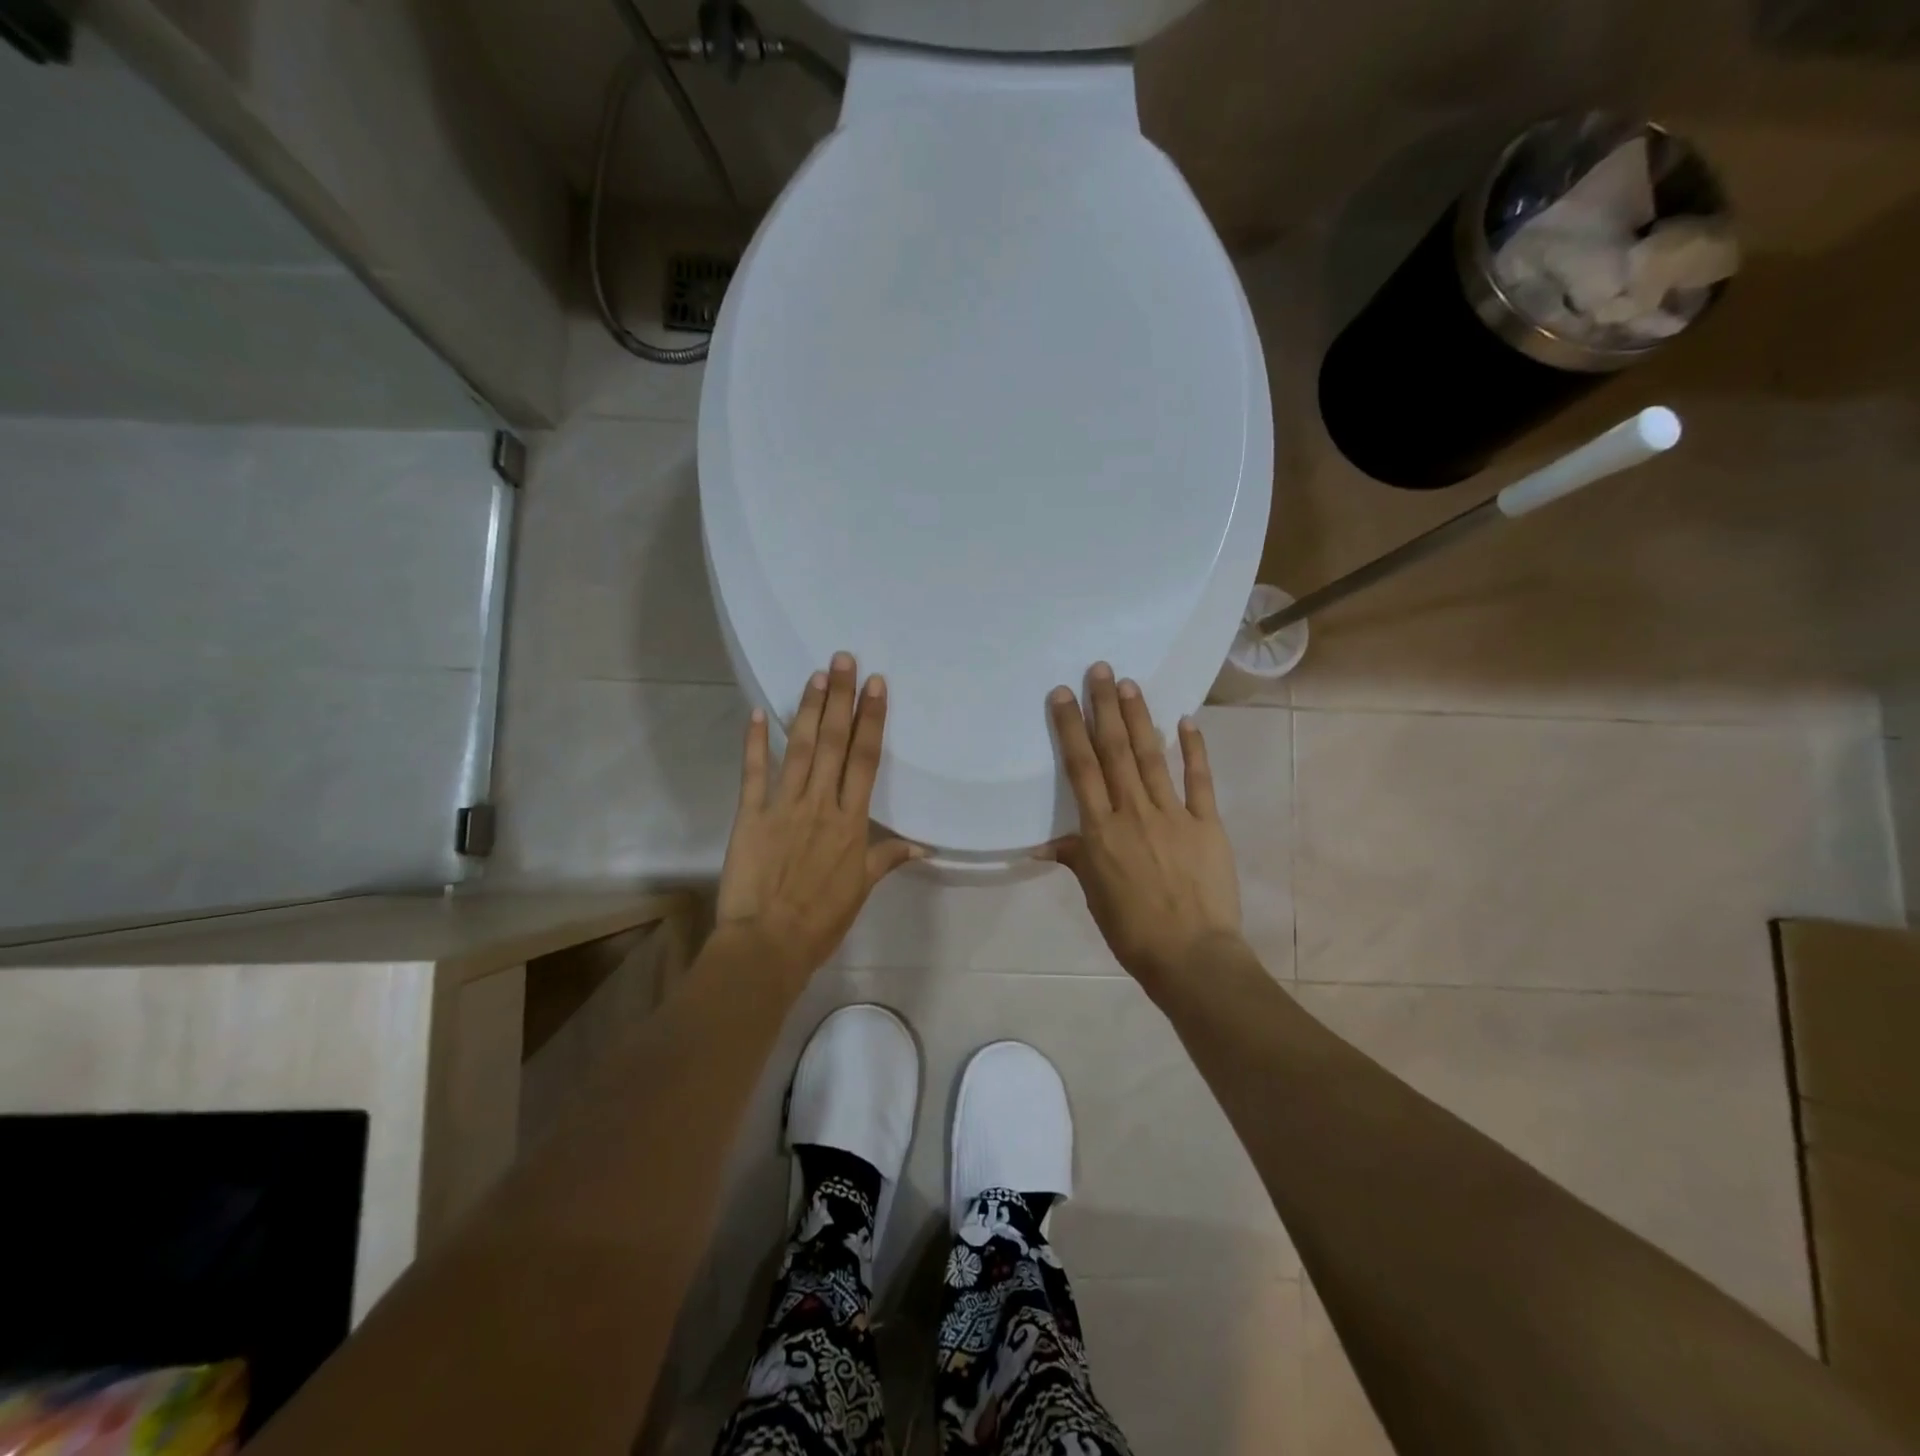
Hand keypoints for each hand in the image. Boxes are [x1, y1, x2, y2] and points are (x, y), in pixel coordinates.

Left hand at [717, 651, 922, 983]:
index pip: (866, 760)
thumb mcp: (861, 890)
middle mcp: (821, 804)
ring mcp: (784, 806)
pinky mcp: (751, 815)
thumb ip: (887, 859)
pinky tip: (759, 712)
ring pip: (800, 748)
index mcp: (851, 822)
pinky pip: (754, 772)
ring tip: (815, 675)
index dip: (872, 719)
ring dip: (809, 709)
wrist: (768, 943)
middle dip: (840, 698)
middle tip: (842, 659)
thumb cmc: (821, 920)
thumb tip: (921, 847)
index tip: (876, 686)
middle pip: (834, 742)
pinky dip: (755, 741)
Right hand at [1042, 663, 1243, 987]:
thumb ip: (1075, 859)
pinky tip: (1186, 720)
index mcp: (1100, 831)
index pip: (1081, 768)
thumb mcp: (1094, 895)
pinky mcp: (1206, 823)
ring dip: (1140, 717)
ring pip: (1151, 756)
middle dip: (1104, 707)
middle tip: (1099, 669)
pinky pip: (1199, 779)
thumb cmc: (1132, 930)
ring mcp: (1172, 814)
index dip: (1070, 728)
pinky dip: (1194, 748)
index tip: (1063, 694)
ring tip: (1129, 684)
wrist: (1191, 956)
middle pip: (1114, 750)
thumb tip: (1046, 844)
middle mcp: (1132, 812)